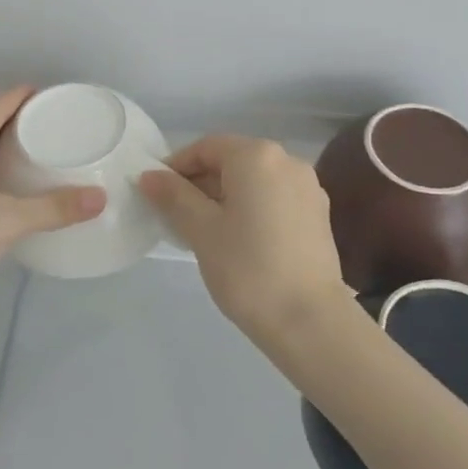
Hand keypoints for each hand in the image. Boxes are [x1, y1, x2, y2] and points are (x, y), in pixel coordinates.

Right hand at [139, 135, 347, 336]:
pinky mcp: (318, 214)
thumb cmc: (247, 268)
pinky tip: (238, 240)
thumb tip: (150, 175)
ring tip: (204, 231)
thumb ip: (174, 196)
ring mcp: (308, 187)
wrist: (309, 320)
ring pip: (254, 181)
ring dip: (225, 197)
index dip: (176, 166)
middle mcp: (287, 161)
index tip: (156, 195)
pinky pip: (274, 198)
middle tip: (175, 216)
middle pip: (232, 161)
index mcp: (257, 155)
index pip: (206, 147)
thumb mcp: (201, 230)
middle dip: (200, 183)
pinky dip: (251, 208)